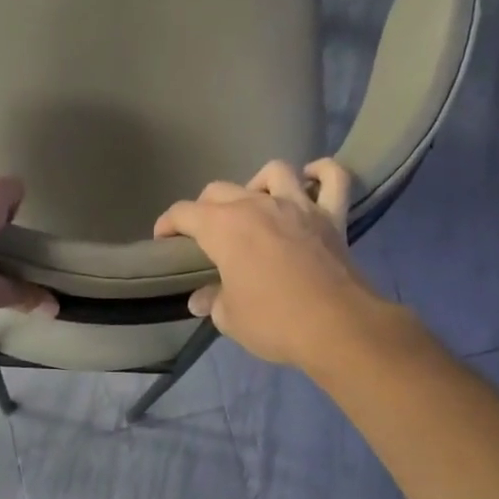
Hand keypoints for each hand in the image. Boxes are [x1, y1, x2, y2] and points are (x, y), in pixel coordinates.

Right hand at [153, 159, 387, 368]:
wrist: (336, 327)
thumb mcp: (230, 318)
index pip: (183, 213)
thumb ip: (212, 301)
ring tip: (255, 205)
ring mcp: (298, 205)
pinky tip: (312, 179)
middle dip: (204, 208)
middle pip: (220, 190)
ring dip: (257, 184)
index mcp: (223, 227)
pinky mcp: (332, 216)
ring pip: (273, 172)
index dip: (167, 224)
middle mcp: (257, 205)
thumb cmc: (273, 321)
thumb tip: (201, 299)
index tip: (163, 241)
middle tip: (204, 235)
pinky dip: (323, 173)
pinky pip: (333, 178)